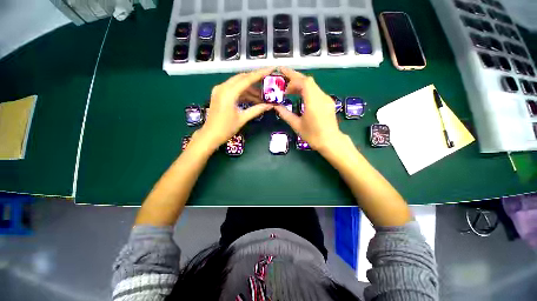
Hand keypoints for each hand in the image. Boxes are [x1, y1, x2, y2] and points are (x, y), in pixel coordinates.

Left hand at [197, 68, 274, 148]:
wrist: (210, 135)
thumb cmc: (226, 128)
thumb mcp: (243, 119)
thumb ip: (256, 110)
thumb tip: (270, 106)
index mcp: (229, 93)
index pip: (247, 79)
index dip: (260, 74)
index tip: (271, 69)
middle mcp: (223, 87)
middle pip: (242, 78)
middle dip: (256, 80)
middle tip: (268, 83)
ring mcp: (220, 90)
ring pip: (238, 84)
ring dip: (250, 89)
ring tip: (262, 96)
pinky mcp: (219, 94)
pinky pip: (234, 89)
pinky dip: (243, 93)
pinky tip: (252, 99)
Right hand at [274, 67, 345, 150]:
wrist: (331, 142)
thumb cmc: (313, 136)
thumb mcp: (297, 125)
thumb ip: (285, 114)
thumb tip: (276, 106)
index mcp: (313, 102)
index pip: (305, 82)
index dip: (293, 81)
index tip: (284, 88)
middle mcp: (321, 97)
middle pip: (309, 80)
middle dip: (295, 77)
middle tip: (283, 77)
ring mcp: (326, 98)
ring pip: (313, 85)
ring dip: (300, 84)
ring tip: (289, 90)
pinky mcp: (328, 102)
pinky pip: (316, 91)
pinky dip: (306, 90)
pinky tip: (300, 96)